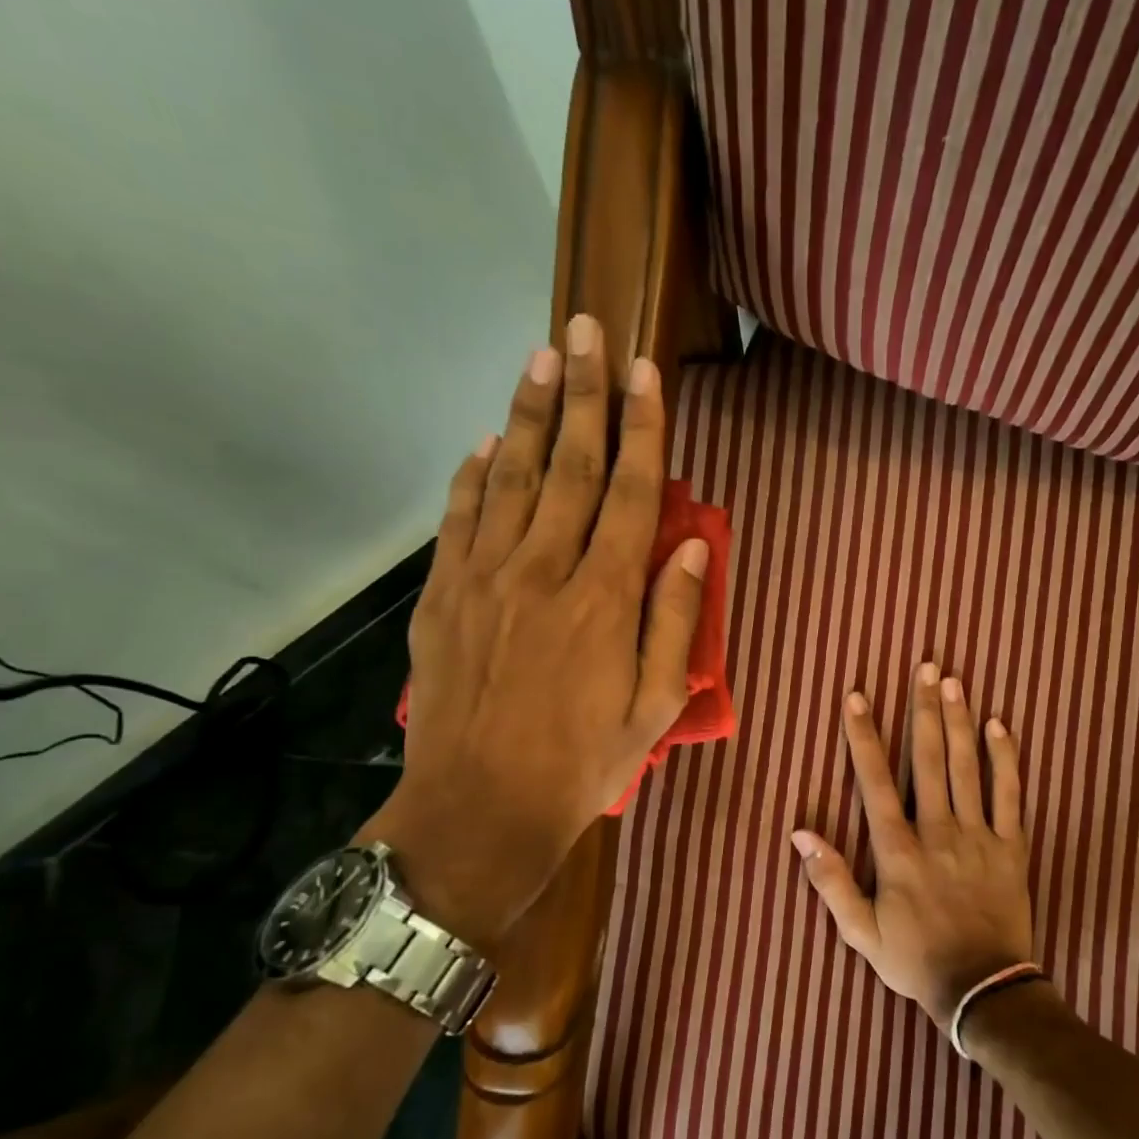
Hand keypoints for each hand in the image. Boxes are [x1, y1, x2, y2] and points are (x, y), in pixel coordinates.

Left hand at [360, 315, 707, 950]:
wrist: (480, 808)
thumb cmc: (582, 763)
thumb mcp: (653, 707)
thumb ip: (675, 621)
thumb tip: (694, 547)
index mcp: (605, 598)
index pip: (633, 493)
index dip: (643, 428)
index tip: (645, 373)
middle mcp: (546, 570)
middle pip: (572, 466)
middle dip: (584, 394)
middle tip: (587, 330)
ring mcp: (486, 578)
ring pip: (512, 477)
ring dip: (529, 414)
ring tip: (541, 358)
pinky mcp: (444, 596)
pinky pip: (461, 518)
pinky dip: (474, 475)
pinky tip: (486, 442)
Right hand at [791, 665, 1034, 1027]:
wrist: (983, 990)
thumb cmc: (915, 960)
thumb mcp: (861, 932)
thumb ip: (830, 880)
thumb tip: (801, 833)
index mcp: (898, 851)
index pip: (874, 781)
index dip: (863, 737)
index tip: (857, 697)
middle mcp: (938, 832)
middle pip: (928, 760)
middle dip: (924, 710)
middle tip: (926, 667)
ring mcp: (979, 836)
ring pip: (967, 768)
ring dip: (959, 721)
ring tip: (954, 681)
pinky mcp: (1011, 847)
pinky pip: (1011, 795)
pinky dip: (1006, 759)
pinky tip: (1000, 725)